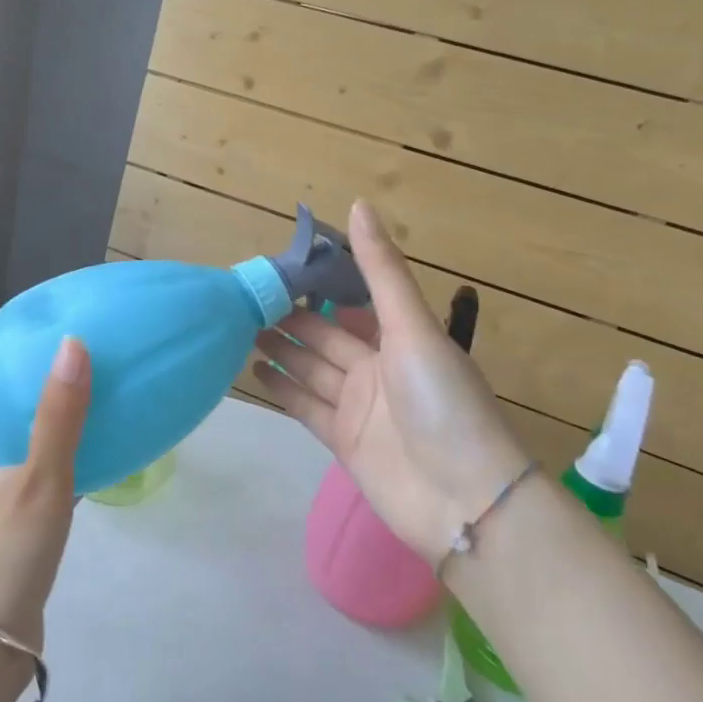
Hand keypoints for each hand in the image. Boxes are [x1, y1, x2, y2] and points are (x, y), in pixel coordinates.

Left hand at [0, 337, 90, 654]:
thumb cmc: (3, 556)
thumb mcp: (38, 480)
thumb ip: (59, 416)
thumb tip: (71, 344)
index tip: (0, 333)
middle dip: (8, 383)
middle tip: (51, 359)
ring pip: (9, 449)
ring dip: (35, 422)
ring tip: (76, 398)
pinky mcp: (11, 535)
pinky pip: (33, 482)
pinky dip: (57, 463)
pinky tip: (92, 460)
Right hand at [252, 200, 529, 566]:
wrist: (462, 497)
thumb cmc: (442, 401)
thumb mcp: (413, 327)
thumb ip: (381, 270)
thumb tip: (358, 204)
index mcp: (399, 338)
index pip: (351, 304)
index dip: (318, 287)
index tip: (278, 267)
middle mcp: (377, 369)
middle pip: (324, 338)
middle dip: (289, 319)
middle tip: (245, 300)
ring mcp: (358, 408)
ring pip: (309, 370)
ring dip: (279, 350)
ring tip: (239, 330)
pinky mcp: (342, 442)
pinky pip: (305, 407)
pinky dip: (281, 389)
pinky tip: (253, 370)